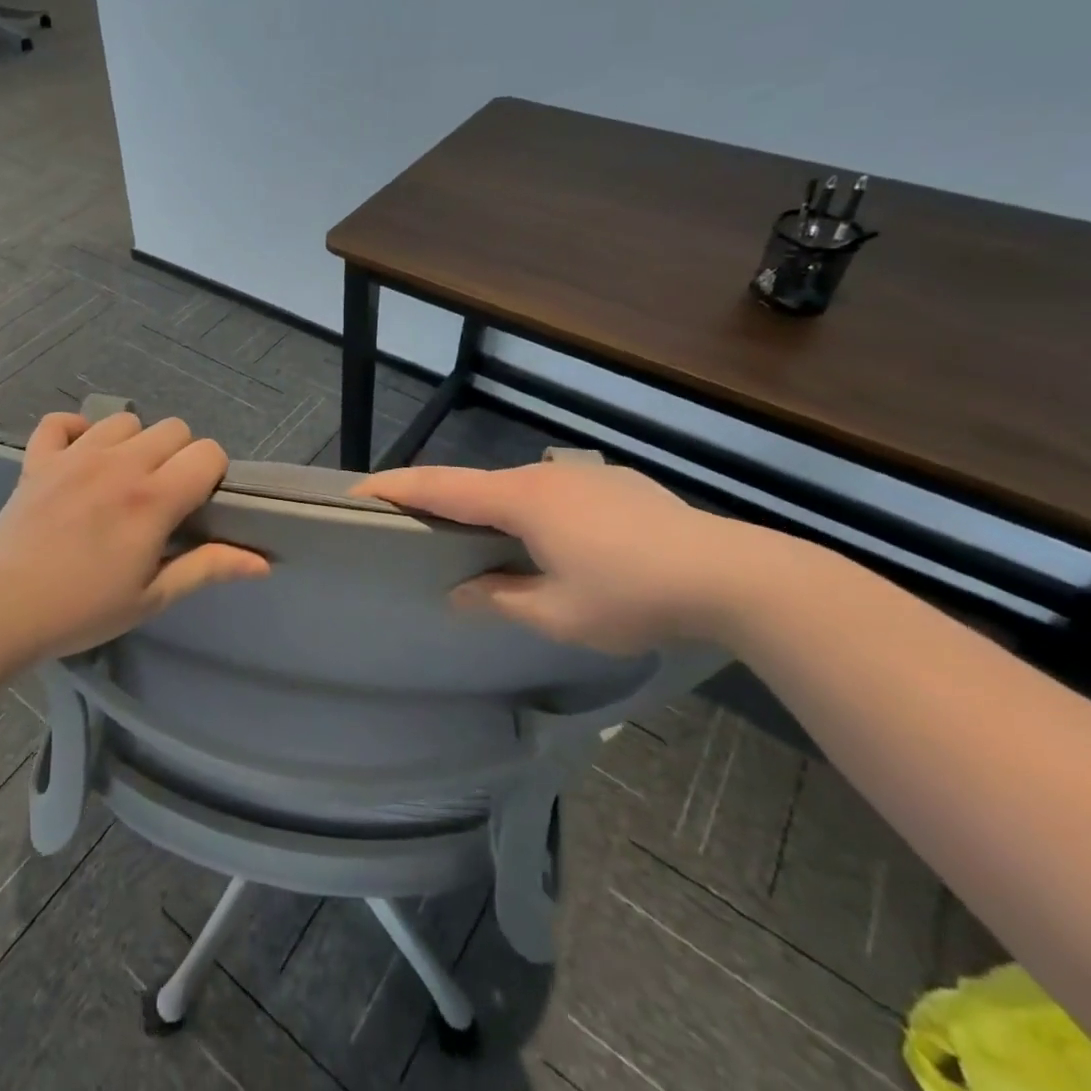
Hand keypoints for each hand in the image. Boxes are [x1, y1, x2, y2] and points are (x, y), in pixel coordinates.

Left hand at [0, 413, 268, 658]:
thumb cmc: (82, 609)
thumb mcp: (152, 597)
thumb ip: (207, 568)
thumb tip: (262, 562)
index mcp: (153, 498)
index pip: (208, 453)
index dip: (212, 474)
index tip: (197, 504)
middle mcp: (120, 464)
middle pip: (173, 428)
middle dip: (178, 456)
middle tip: (161, 497)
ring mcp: (75, 455)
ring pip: (124, 420)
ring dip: (132, 443)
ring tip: (120, 479)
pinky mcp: (39, 458)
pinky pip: (59, 422)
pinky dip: (73, 432)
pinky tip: (77, 458)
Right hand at [358, 461, 792, 654]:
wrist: (733, 574)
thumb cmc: (632, 596)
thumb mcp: (557, 614)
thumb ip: (500, 599)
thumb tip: (459, 592)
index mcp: (520, 501)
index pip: (440, 486)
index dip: (395, 487)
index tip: (358, 491)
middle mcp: (543, 476)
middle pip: (475, 484)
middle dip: (440, 501)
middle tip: (415, 528)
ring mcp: (582, 476)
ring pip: (516, 488)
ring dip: (489, 509)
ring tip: (483, 543)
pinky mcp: (614, 484)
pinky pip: (552, 493)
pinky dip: (530, 510)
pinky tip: (553, 542)